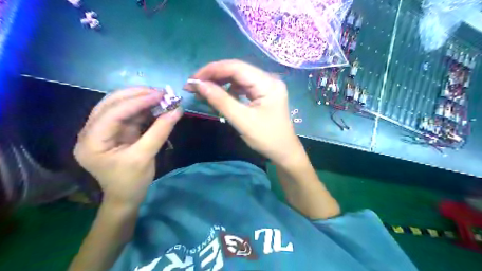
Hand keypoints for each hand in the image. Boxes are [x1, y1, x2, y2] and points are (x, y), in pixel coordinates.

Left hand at [74, 88, 180, 206]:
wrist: (126, 198)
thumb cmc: (131, 182)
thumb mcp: (145, 157)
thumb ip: (160, 132)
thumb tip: (177, 110)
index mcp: (91, 141)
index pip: (113, 112)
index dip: (137, 101)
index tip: (161, 94)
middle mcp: (92, 131)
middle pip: (112, 104)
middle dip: (137, 95)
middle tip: (161, 92)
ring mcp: (104, 131)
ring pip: (121, 106)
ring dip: (141, 100)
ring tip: (161, 97)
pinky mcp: (117, 132)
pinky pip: (130, 115)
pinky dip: (144, 110)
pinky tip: (157, 106)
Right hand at [185, 59, 299, 164]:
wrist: (284, 152)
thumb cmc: (266, 138)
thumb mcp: (242, 120)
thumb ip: (220, 101)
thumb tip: (198, 85)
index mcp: (267, 83)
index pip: (236, 67)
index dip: (212, 70)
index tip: (193, 79)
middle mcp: (268, 79)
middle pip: (237, 70)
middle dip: (214, 76)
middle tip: (194, 85)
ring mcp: (266, 86)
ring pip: (238, 78)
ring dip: (220, 83)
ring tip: (203, 91)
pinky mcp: (263, 94)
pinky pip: (243, 87)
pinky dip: (229, 90)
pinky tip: (219, 95)